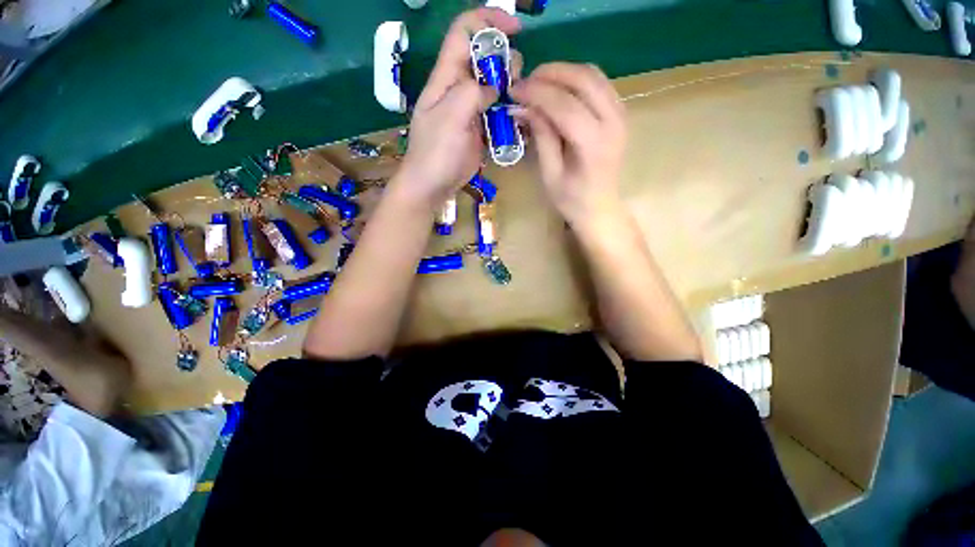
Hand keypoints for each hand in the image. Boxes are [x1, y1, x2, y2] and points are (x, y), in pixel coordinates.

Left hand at [396, 8, 520, 208]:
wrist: (432, 185)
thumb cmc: (436, 152)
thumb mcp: (451, 117)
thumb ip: (473, 93)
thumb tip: (494, 87)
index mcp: (446, 77)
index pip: (465, 32)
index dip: (489, 21)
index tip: (516, 29)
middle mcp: (459, 88)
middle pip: (485, 58)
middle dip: (505, 60)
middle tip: (515, 81)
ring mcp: (470, 110)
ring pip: (495, 85)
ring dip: (510, 88)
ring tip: (517, 103)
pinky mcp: (479, 129)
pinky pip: (497, 112)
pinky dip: (509, 111)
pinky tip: (518, 119)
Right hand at [510, 63, 626, 227]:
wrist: (600, 208)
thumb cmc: (572, 199)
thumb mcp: (550, 174)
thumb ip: (541, 137)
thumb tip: (524, 107)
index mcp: (594, 144)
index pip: (565, 105)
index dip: (537, 93)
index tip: (513, 90)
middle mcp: (613, 122)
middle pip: (583, 79)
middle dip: (550, 74)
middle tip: (524, 83)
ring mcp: (621, 114)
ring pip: (592, 74)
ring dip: (563, 72)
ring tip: (538, 84)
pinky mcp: (619, 112)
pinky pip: (598, 82)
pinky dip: (575, 79)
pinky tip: (558, 90)